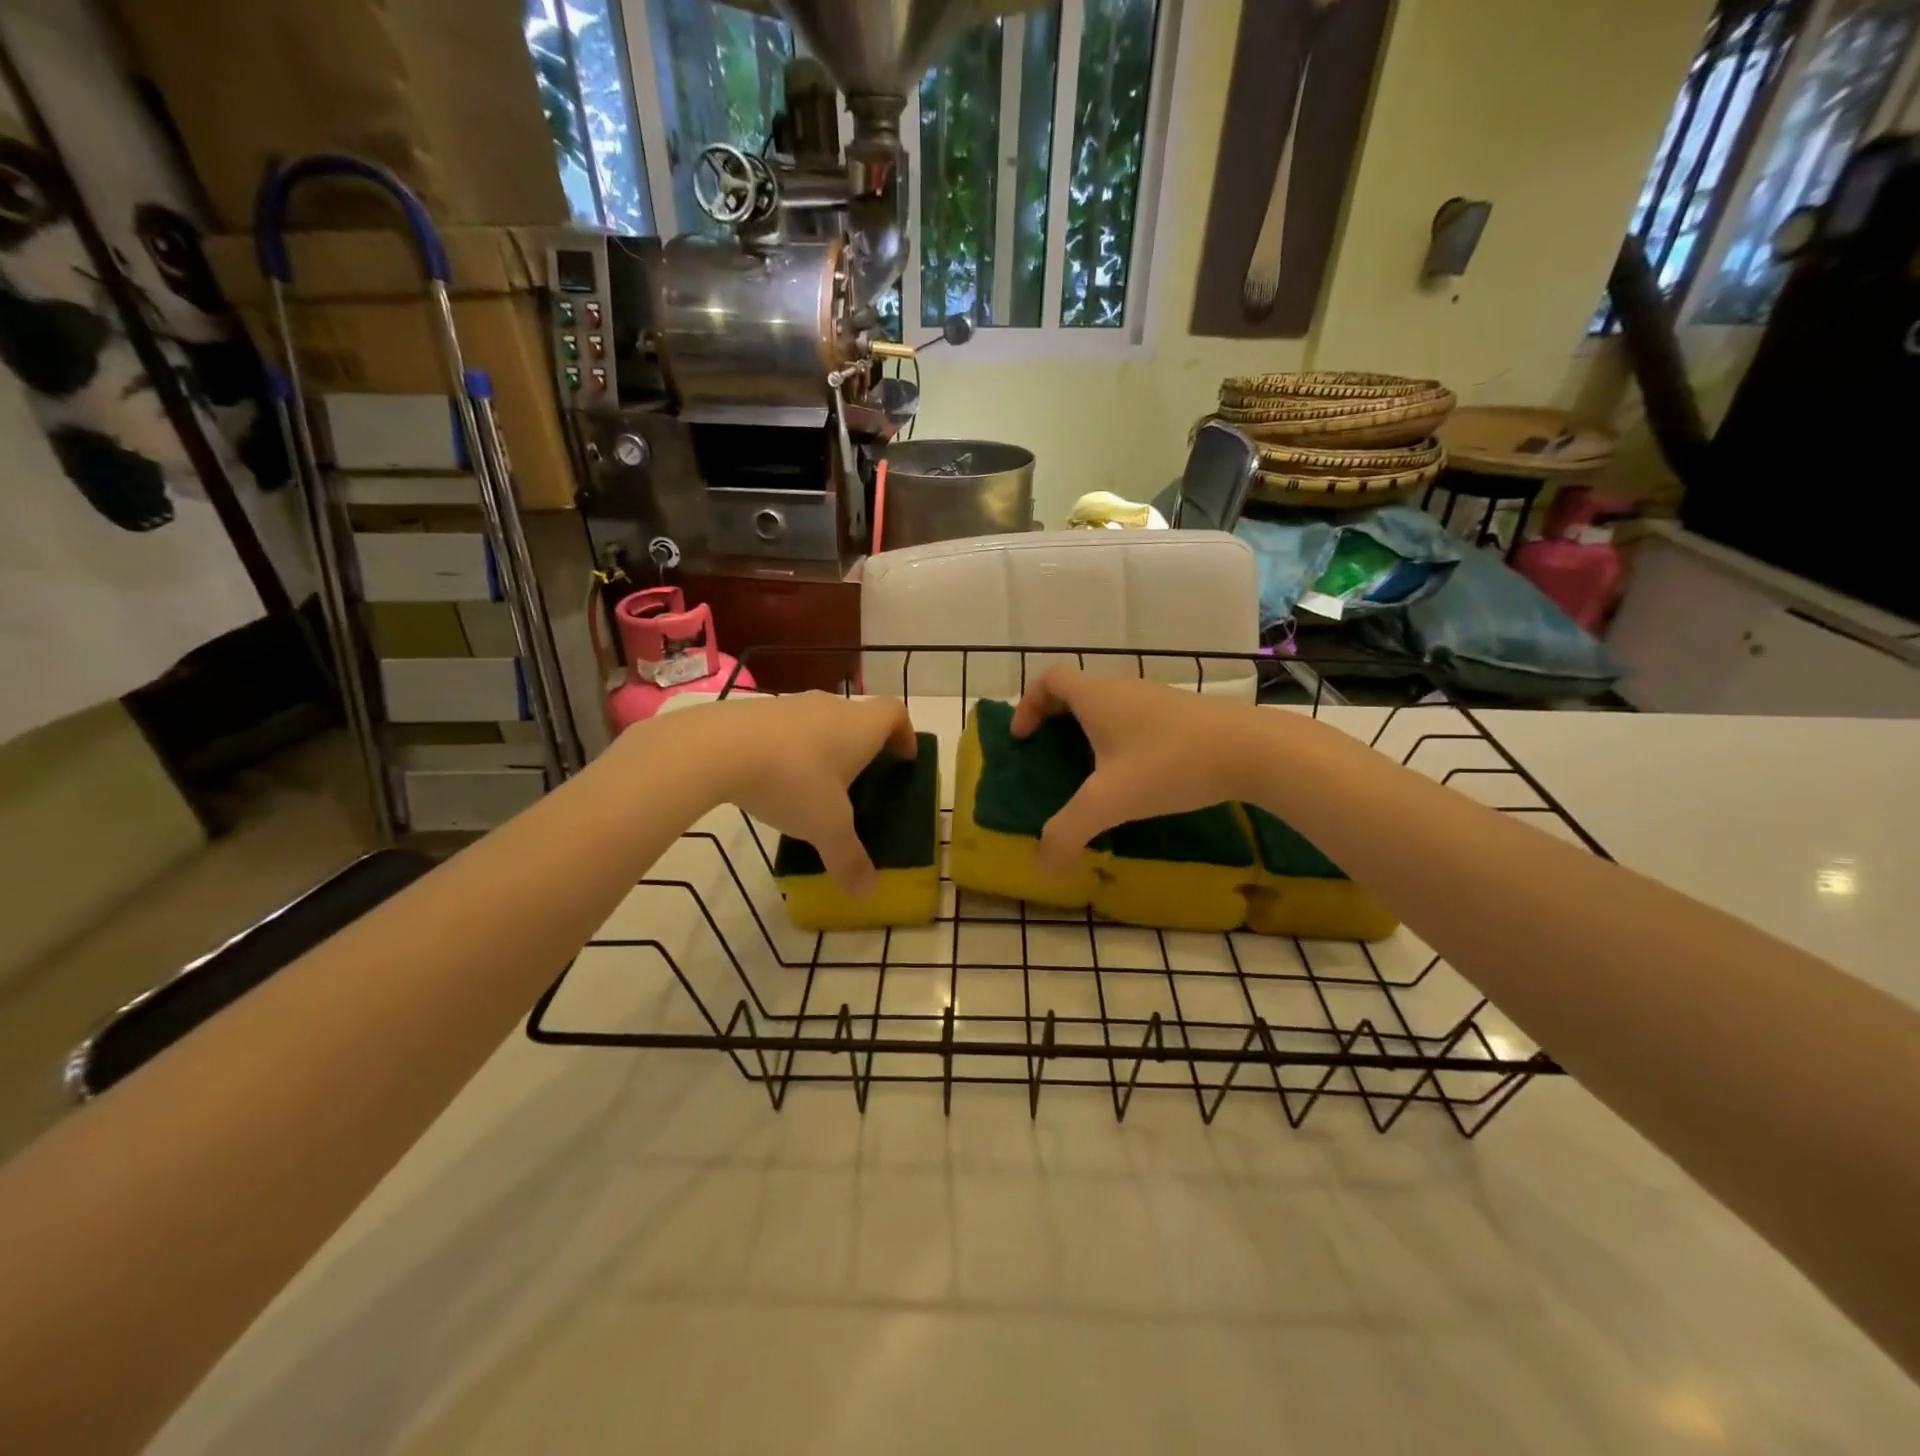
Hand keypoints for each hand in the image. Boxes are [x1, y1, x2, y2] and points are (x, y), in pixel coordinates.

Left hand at [684, 693, 916, 894]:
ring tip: (814, 785)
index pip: (896, 713)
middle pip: (857, 717)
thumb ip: (849, 859)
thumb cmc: (792, 780)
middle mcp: (830, 706)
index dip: (905, 734)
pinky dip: (788, 748)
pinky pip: (784, 728)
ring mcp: (789, 704)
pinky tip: (772, 780)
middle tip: (859, 781)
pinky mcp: (753, 711)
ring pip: (819, 722)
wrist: (716, 748)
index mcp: (860, 726)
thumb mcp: (826, 827)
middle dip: (863, 746)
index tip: (904, 759)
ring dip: (823, 747)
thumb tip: (868, 893)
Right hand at [1012, 668, 1263, 873]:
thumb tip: (1042, 865)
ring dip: (1090, 729)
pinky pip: (1136, 718)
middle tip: (1049, 754)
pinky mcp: (1184, 714)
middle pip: (1077, 691)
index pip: (1050, 679)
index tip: (1023, 738)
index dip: (1028, 704)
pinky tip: (1136, 775)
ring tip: (1090, 770)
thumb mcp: (1110, 802)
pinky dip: (1121, 738)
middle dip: (1055, 719)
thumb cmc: (1169, 764)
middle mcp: (1124, 688)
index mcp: (1097, 697)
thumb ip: (1068, 832)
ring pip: (1109, 705)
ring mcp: (1157, 698)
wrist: (1253, 750)